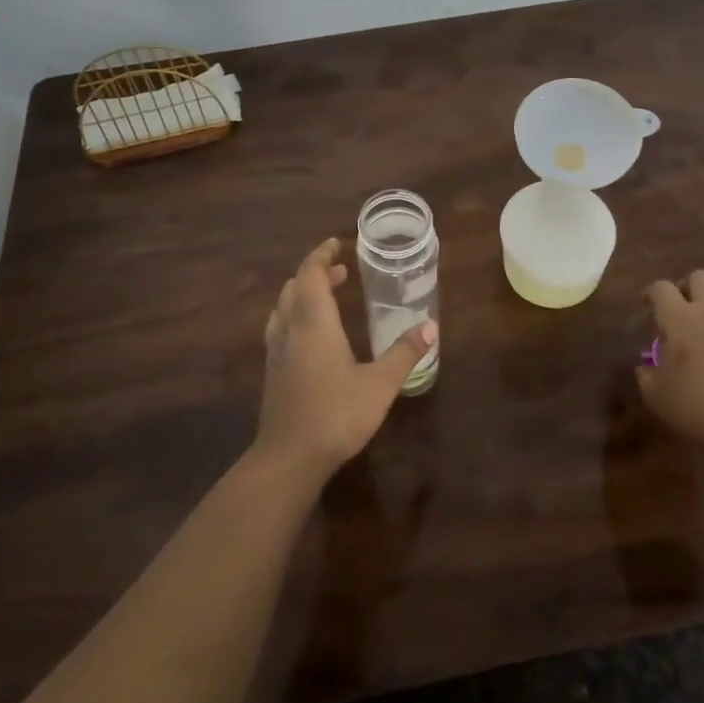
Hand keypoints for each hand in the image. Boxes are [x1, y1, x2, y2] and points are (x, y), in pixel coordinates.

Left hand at [254, 238, 435, 482]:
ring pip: (283, 307)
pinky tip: (311, 335)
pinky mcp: (273, 372)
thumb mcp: (379, 385)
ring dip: (303, 293)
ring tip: (327, 295)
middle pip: (294, 287)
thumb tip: (430, 326)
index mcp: (314, 324)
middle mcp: (290, 330)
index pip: (311, 274)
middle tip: (341, 271)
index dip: (322, 255)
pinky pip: (280, 328)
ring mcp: (277, 352)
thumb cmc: (336, 415)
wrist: (288, 459)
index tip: (337, 244)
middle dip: (316, 273)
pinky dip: (295, 315)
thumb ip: (404, 353)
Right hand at [636, 270, 703, 445]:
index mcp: (680, 319)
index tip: (647, 305)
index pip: (660, 288)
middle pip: (699, 276)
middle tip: (682, 306)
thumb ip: (646, 374)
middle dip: (687, 286)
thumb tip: (645, 366)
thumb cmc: (696, 406)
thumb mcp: (656, 394)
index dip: (650, 293)